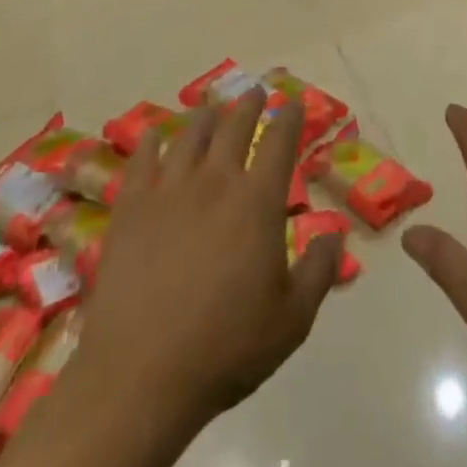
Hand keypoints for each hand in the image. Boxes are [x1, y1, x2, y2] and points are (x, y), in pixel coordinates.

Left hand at [70, 94, 342, 428]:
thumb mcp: (293, 319)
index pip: (279, 143)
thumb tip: (336, 233)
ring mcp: (168, 191)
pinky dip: (151, 142)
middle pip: (234, 127)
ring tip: (211, 107)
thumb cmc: (226, 348)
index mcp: (258, 202)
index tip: (294, 103)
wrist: (141, 375)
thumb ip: (319, 270)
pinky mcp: (130, 209)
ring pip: (189, 137)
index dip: (289, 118)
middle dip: (249, 105)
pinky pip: (141, 161)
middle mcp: (215, 182)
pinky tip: (154, 135)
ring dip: (205, 117)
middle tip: (255, 91)